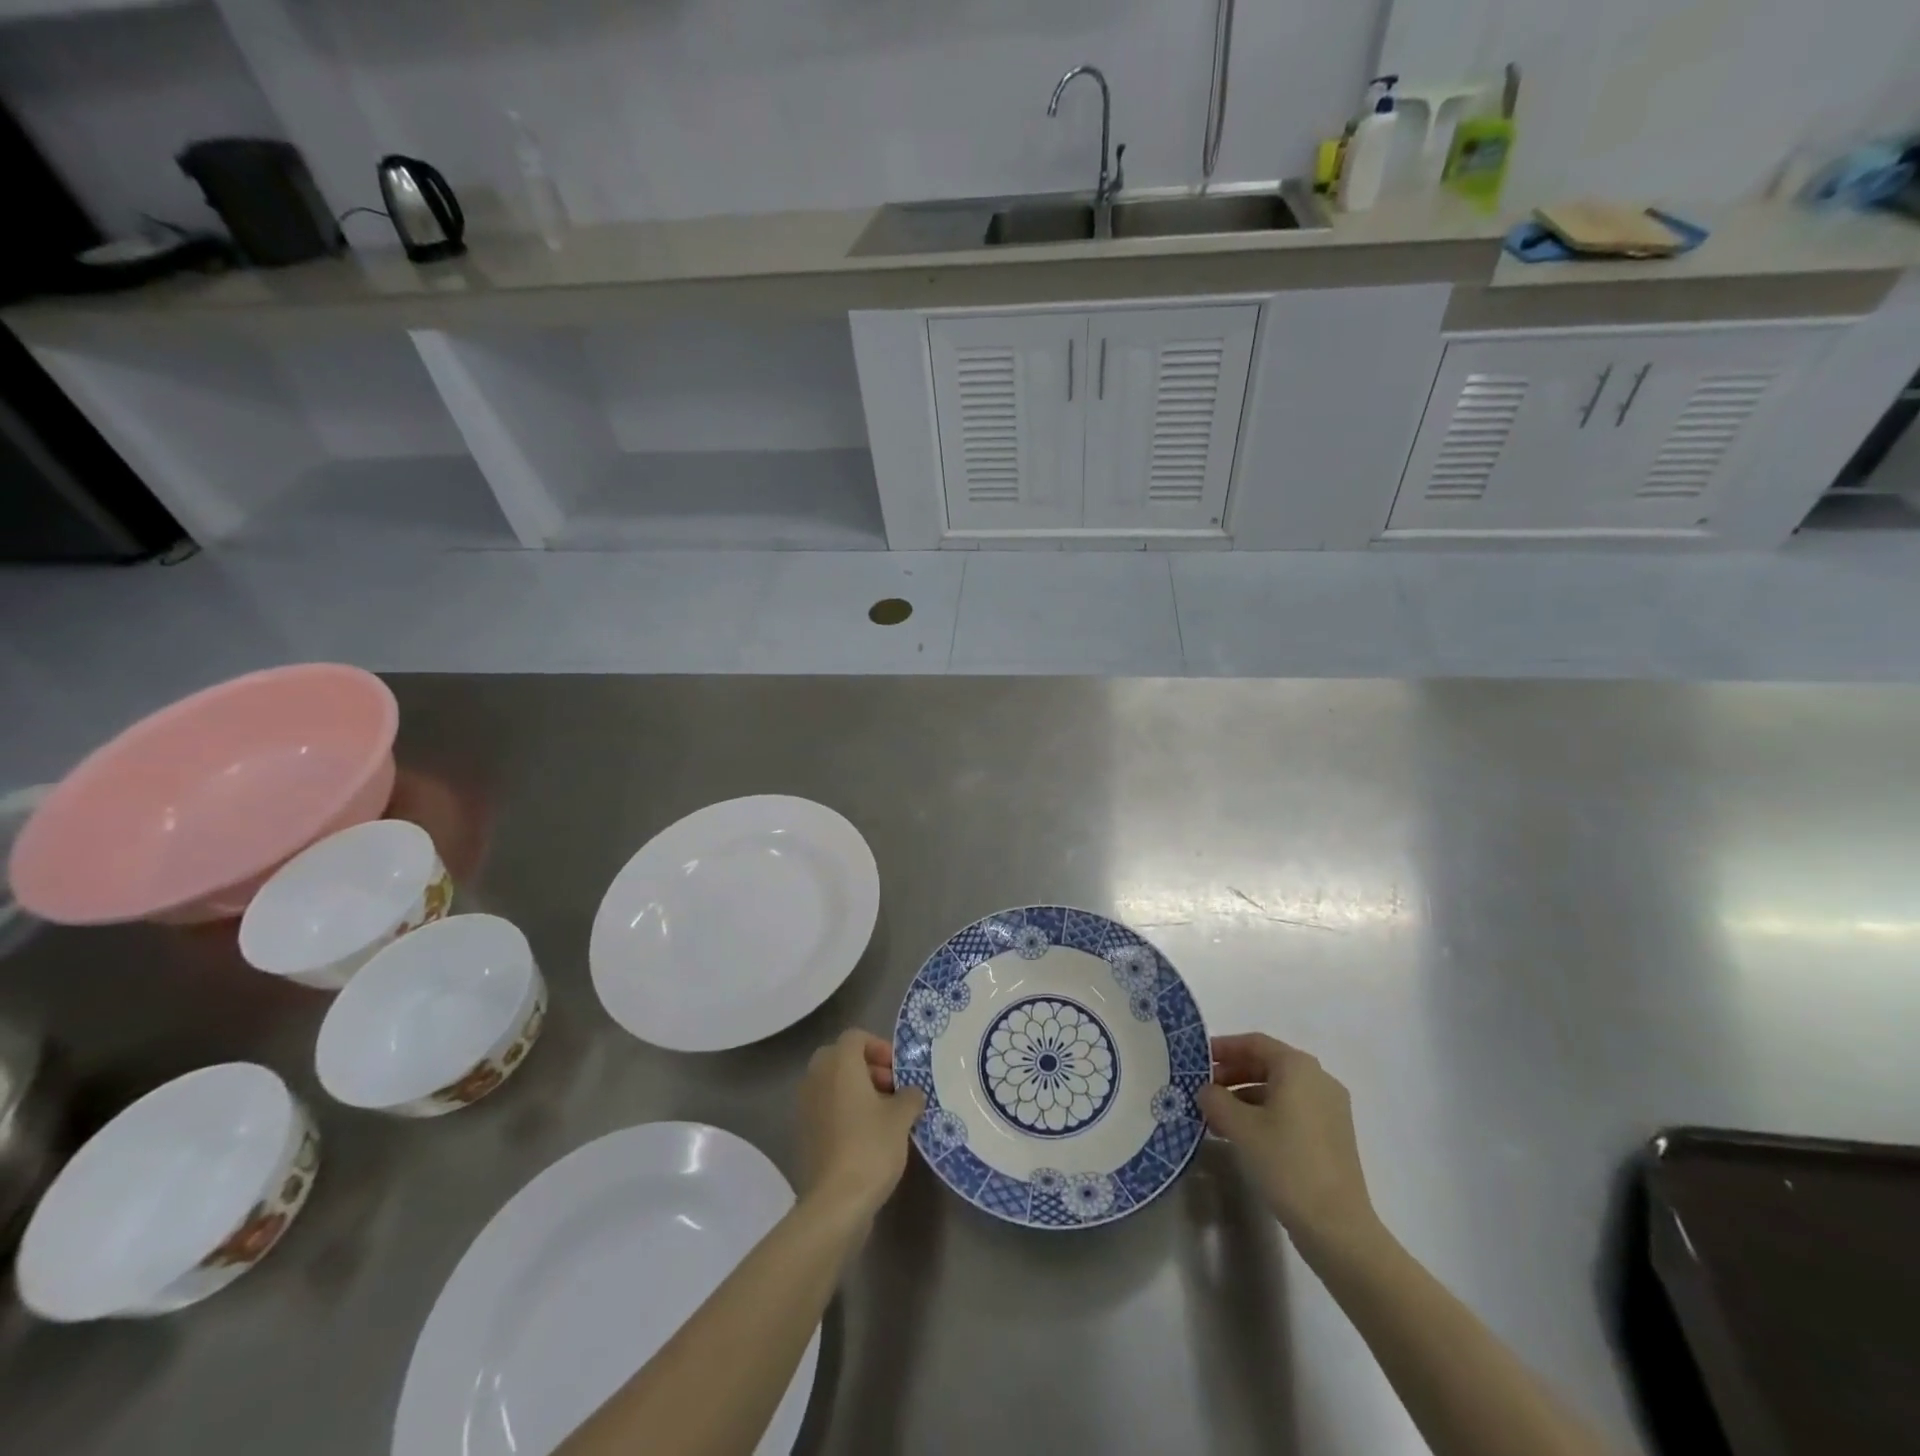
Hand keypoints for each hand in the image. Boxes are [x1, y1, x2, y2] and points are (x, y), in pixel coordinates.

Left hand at [798, 1029, 926, 1223]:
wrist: (835, 1202)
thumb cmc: (870, 1147)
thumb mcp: (901, 1118)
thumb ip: (909, 1096)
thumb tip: (911, 1093)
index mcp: (839, 1064)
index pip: (856, 1036)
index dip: (880, 1047)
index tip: (898, 1070)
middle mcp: (817, 1077)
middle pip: (842, 1057)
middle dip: (868, 1068)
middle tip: (892, 1089)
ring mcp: (805, 1105)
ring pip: (832, 1083)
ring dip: (856, 1089)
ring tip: (883, 1114)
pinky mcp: (803, 1132)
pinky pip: (826, 1106)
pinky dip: (844, 1110)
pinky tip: (866, 1135)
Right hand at [1198, 1034, 1377, 1250]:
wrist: (1337, 1227)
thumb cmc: (1286, 1163)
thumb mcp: (1240, 1127)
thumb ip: (1215, 1100)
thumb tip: (1206, 1091)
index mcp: (1298, 1068)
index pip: (1254, 1043)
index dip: (1223, 1047)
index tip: (1197, 1059)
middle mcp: (1319, 1080)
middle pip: (1267, 1064)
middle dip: (1232, 1074)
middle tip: (1204, 1089)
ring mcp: (1330, 1109)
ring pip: (1279, 1090)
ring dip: (1245, 1096)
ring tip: (1217, 1117)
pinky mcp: (1333, 1136)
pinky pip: (1292, 1110)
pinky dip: (1265, 1114)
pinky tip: (1243, 1135)